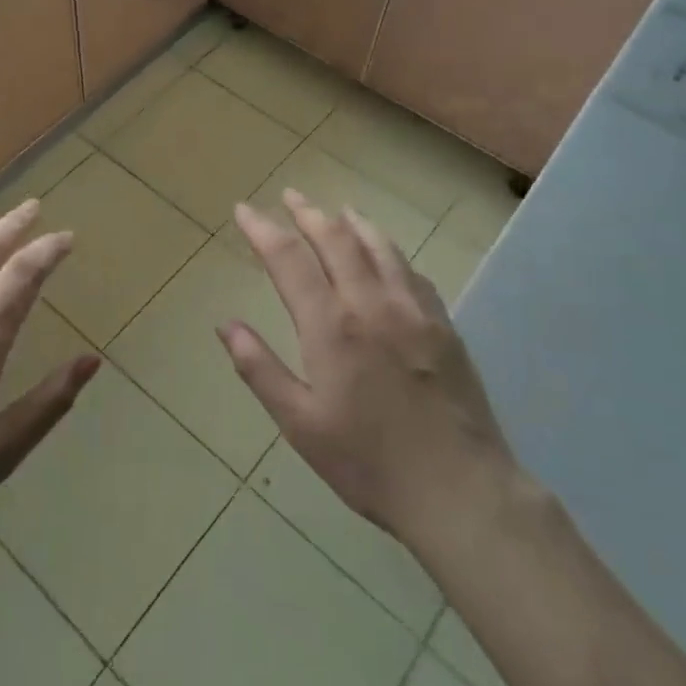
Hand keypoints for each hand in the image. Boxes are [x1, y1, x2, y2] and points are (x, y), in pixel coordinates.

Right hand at [221, 190, 517, 552]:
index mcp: (331, 326)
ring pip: (379, 246)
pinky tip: (386, 254)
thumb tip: (225, 324)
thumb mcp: (300, 424)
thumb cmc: (369, 463)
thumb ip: (260, 369)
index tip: (244, 209)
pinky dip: (390, 251)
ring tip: (337, 210)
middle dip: (307, 213)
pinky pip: (411, 271)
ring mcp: (413, 310)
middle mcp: (371, 303)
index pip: (288, 259)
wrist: (461, 490)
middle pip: (335, 239)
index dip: (262, 229)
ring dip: (352, 222)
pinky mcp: (443, 324)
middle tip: (290, 196)